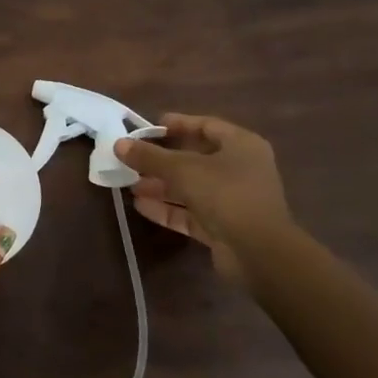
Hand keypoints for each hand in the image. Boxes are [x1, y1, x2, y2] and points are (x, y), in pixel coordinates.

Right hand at [116, 115, 294, 280]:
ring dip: (160, 185)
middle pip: (195, 158)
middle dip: (161, 160)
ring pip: (191, 187)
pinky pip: (191, 212)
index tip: (149, 127)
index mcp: (241, 146)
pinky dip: (168, 208)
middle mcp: (240, 169)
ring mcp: (232, 200)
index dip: (177, 124)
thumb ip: (150, 156)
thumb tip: (119, 144)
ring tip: (129, 183)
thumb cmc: (226, 194)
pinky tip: (140, 206)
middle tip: (132, 158)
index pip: (206, 126)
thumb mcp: (182, 169)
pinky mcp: (223, 227)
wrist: (259, 253)